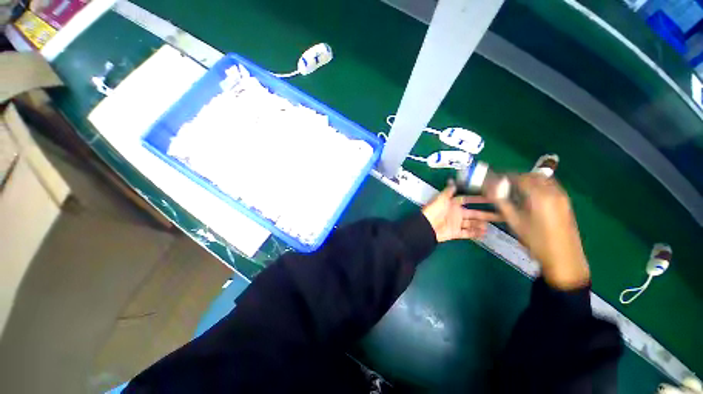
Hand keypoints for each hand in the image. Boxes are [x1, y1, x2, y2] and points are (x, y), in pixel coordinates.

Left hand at [422, 180, 501, 242]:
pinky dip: (475, 233)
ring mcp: (456, 223)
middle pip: (474, 213)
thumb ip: (448, 191)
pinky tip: (484, 233)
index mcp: (453, 204)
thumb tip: (452, 181)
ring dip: (481, 224)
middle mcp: (456, 213)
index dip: (478, 199)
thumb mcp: (441, 198)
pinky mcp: (455, 233)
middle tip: (500, 215)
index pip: (468, 200)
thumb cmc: (434, 210)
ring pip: (472, 224)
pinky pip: (467, 233)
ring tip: (491, 225)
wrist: (427, 226)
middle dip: (486, 214)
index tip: (491, 198)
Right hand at [488, 174, 589, 289]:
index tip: (495, 181)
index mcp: (539, 196)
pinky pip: (550, 186)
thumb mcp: (514, 221)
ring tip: (516, 191)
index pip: (520, 177)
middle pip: (533, 176)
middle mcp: (553, 192)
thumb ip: (501, 202)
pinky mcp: (566, 202)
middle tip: (504, 186)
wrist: (563, 257)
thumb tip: (490, 190)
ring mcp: (562, 196)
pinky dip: (538, 186)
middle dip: (517, 178)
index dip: (505, 177)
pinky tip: (530, 198)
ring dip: (528, 181)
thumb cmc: (536, 240)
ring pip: (543, 179)